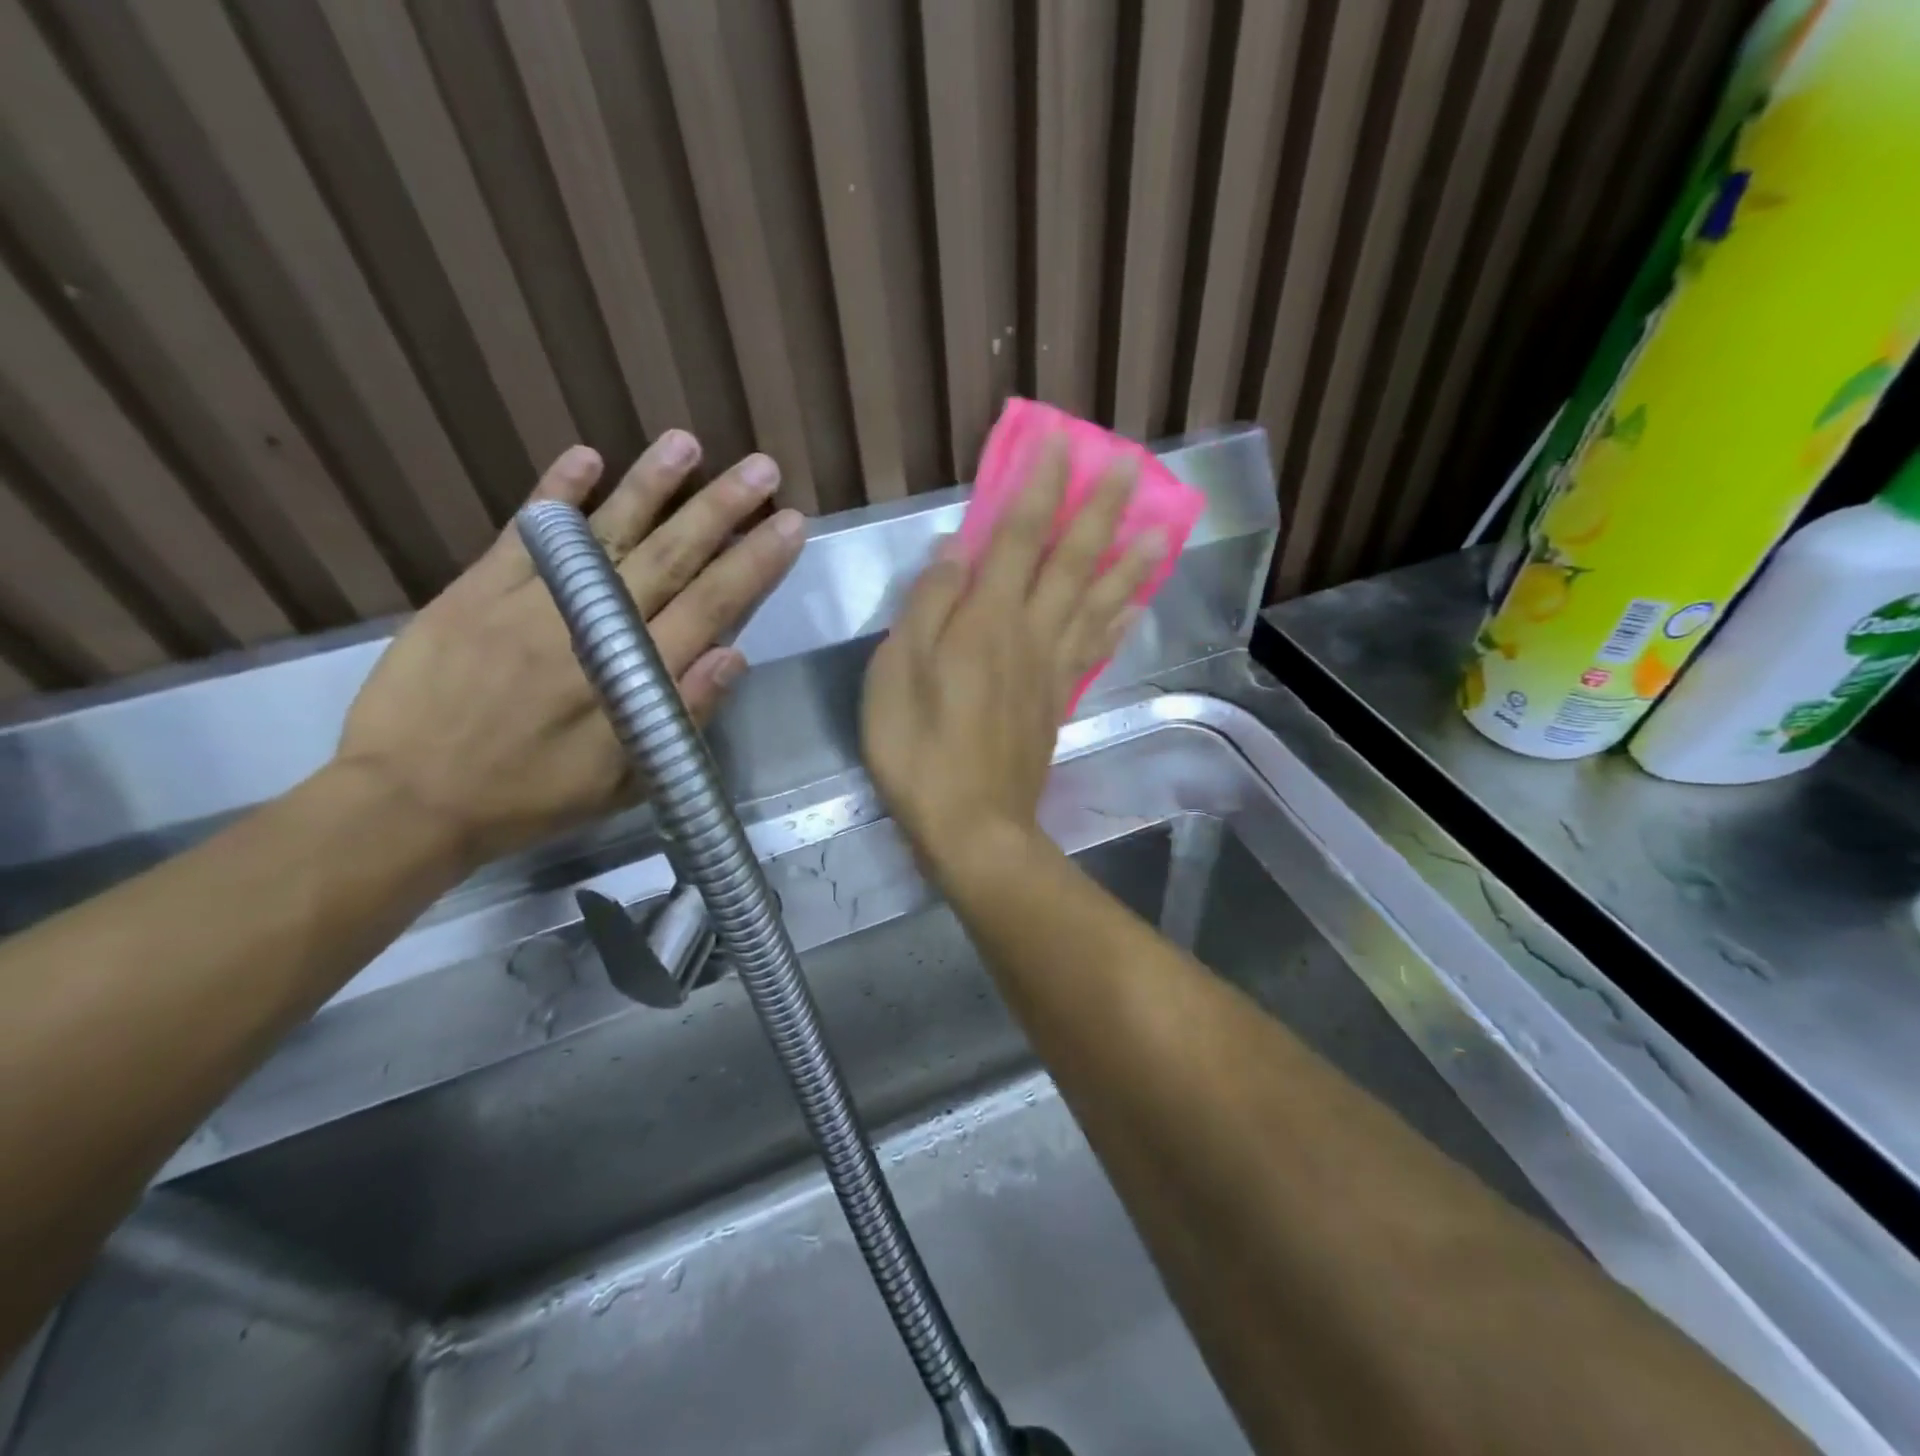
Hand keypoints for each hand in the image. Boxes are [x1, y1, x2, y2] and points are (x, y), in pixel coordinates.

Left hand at [336, 434, 802, 867]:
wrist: (408, 799)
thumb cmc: (531, 798)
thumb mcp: (624, 782)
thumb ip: (681, 715)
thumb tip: (736, 656)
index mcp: (633, 677)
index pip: (711, 606)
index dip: (754, 563)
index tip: (789, 523)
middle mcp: (593, 628)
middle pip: (670, 559)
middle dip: (720, 511)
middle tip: (761, 469)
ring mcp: (532, 602)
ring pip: (606, 535)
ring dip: (651, 487)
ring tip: (687, 444)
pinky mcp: (476, 591)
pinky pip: (526, 535)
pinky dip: (556, 494)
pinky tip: (586, 457)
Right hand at [861, 434, 1165, 875]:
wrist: (971, 825)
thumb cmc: (919, 749)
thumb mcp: (897, 672)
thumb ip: (927, 606)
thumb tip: (956, 547)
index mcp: (987, 620)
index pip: (1018, 536)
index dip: (1039, 486)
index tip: (1061, 441)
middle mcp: (1030, 633)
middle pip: (1072, 561)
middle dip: (1099, 508)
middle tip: (1131, 464)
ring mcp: (1051, 669)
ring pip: (1098, 602)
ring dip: (1130, 562)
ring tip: (1163, 528)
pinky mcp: (1059, 701)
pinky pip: (1096, 651)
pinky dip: (1119, 622)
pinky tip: (1135, 605)